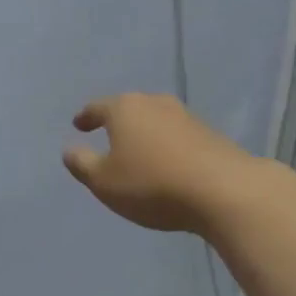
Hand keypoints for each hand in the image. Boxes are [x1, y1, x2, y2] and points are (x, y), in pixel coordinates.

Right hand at [62, 94, 256, 234]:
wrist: (225, 191)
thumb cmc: (152, 184)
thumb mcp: (104, 182)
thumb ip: (82, 164)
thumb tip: (70, 149)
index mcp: (124, 109)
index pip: (97, 107)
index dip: (85, 117)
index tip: (78, 125)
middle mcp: (155, 103)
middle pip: (129, 108)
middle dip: (117, 121)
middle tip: (107, 135)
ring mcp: (186, 116)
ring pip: (155, 120)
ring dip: (144, 134)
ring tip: (138, 151)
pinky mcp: (210, 134)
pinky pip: (176, 135)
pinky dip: (166, 145)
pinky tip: (166, 162)